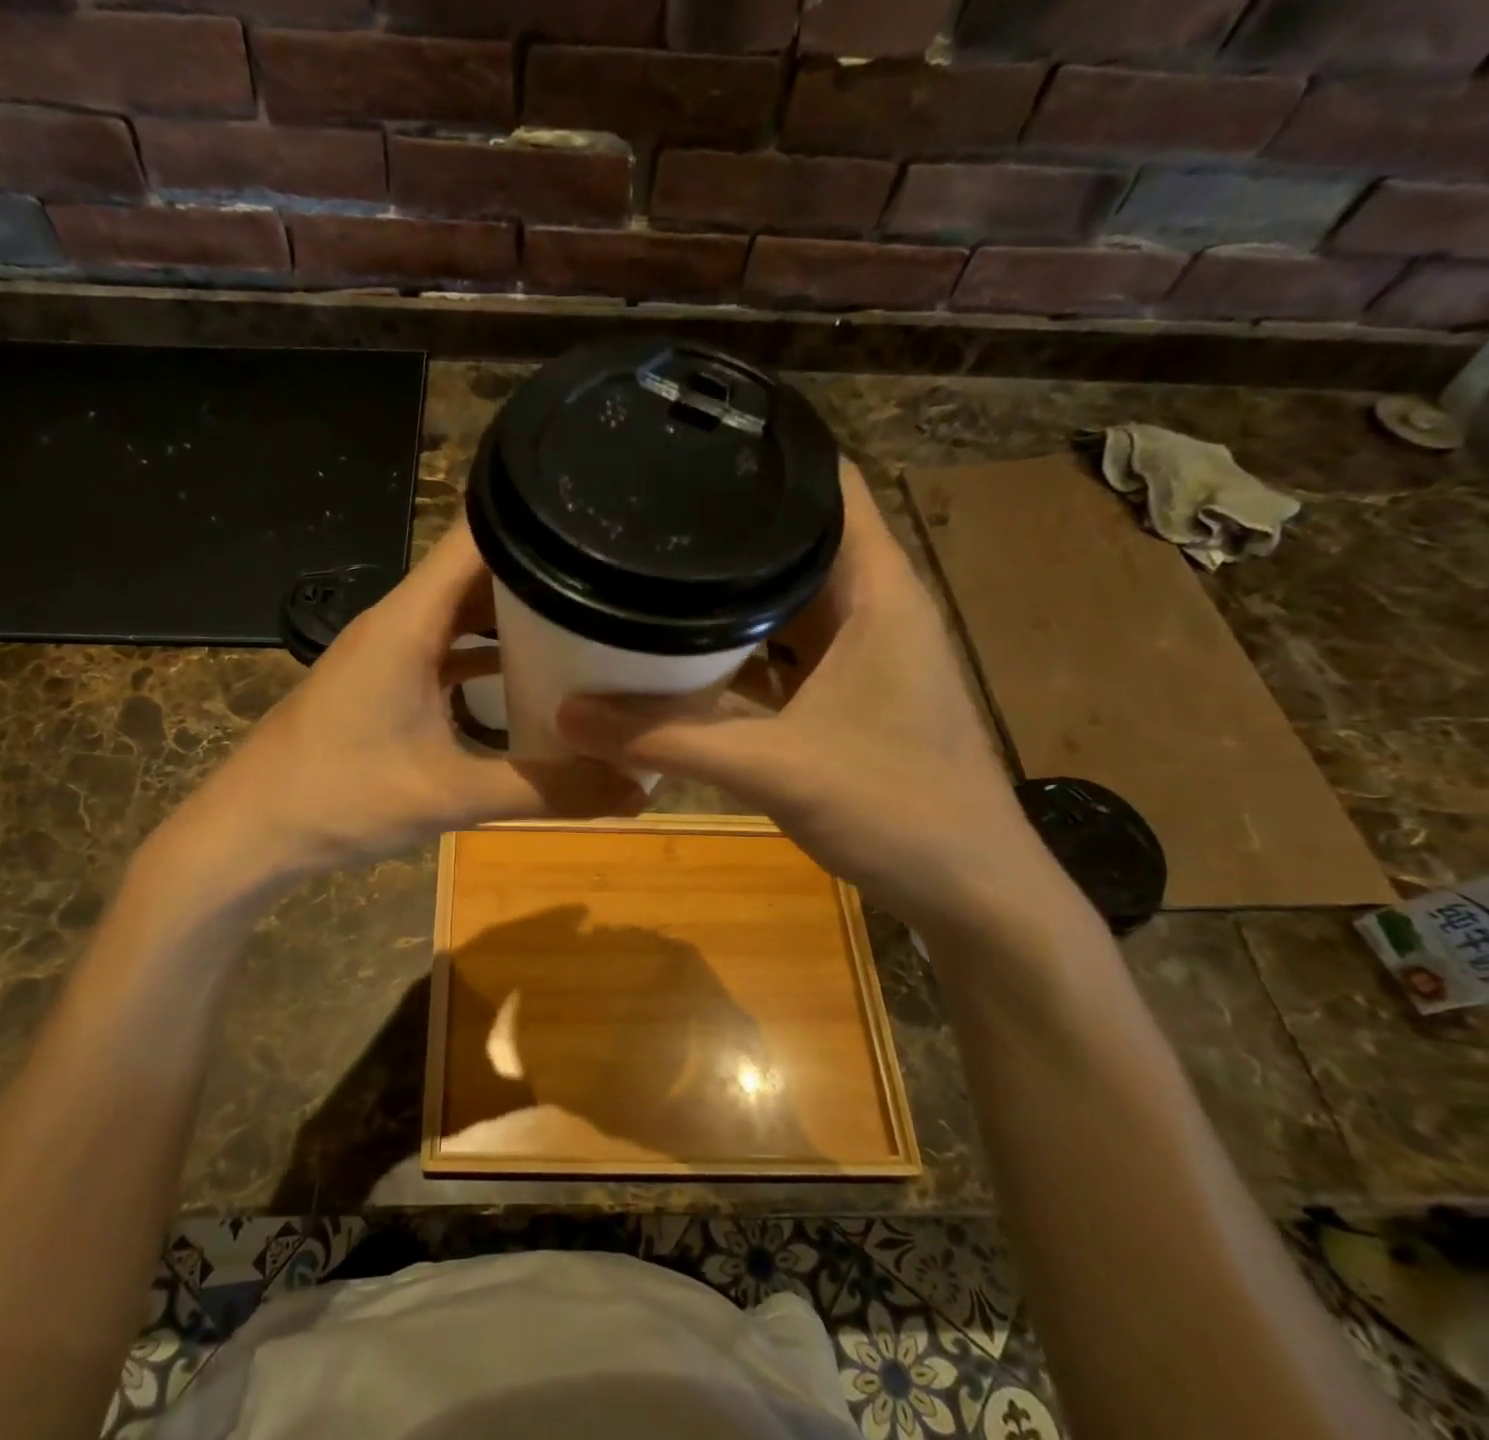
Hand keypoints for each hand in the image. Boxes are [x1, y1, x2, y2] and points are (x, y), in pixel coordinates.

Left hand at [143, 518, 642, 906]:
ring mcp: (390, 650)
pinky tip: (529, 678)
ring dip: (518, 615)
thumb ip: (543, 790)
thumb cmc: (339, 799)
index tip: (601, 520)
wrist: (251, 831)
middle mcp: (401, 620)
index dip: (537, 516)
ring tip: (590, 622)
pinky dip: (488, 654)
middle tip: (618, 582)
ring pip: (464, 610)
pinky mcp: (386, 680)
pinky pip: (448, 648)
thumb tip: (634, 790)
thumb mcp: (450, 796)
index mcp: (411, 620)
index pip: (478, 534)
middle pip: (480, 569)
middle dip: (545, 571)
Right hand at [558, 460, 1055, 935]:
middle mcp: (874, 610)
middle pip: (798, 544)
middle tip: (646, 516)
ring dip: (731, 597)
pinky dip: (741, 652)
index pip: (829, 488)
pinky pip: (786, 655)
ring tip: (653, 574)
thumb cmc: (898, 808)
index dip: (768, 459)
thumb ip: (669, 740)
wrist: (971, 891)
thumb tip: (569, 716)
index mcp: (877, 592)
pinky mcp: (850, 698)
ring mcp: (864, 657)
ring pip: (789, 604)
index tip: (692, 447)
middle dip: (728, 531)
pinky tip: (687, 658)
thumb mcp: (775, 768)